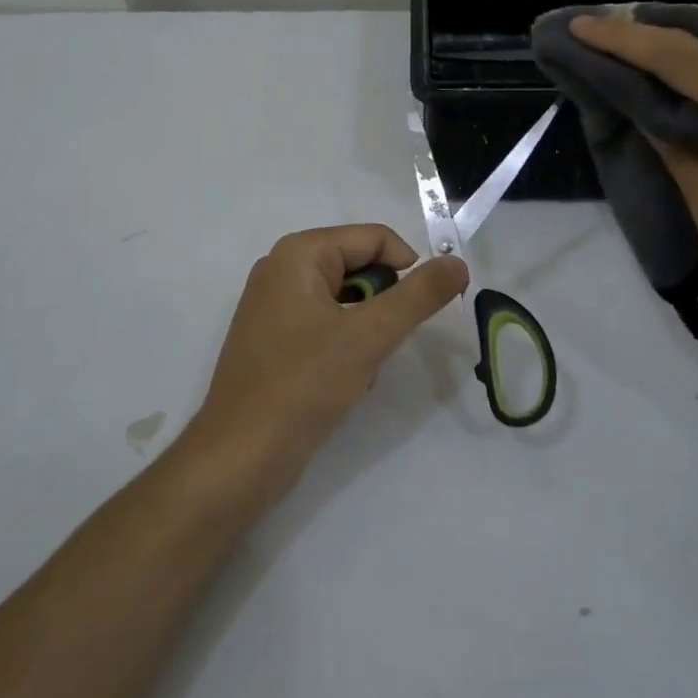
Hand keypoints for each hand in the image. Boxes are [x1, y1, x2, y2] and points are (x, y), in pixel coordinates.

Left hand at [188, 224, 467, 499]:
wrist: (239, 459)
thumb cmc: (303, 386)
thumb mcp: (369, 336)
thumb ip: (419, 295)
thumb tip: (458, 262)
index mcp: (298, 253)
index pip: (375, 239)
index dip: (408, 269)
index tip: (422, 312)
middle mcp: (282, 269)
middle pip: (360, 267)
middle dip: (382, 306)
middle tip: (381, 345)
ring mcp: (274, 305)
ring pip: (347, 301)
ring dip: (366, 331)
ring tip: (358, 368)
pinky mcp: (274, 340)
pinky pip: (327, 325)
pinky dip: (345, 347)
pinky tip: (341, 382)